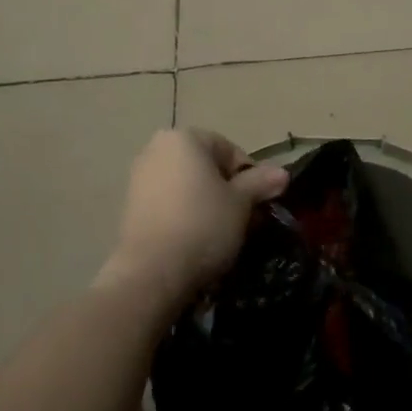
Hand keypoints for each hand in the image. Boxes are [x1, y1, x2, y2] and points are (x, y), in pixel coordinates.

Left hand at [104, 129, 287, 308]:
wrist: (151, 273)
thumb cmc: (203, 225)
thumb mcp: (241, 203)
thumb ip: (260, 182)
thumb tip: (282, 173)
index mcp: (184, 138)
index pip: (229, 149)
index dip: (249, 176)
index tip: (258, 204)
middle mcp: (156, 148)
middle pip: (205, 166)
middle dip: (226, 190)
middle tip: (242, 220)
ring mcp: (139, 177)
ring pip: (186, 185)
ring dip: (205, 203)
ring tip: (220, 234)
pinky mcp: (129, 207)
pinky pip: (167, 203)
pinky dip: (184, 215)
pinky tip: (194, 241)